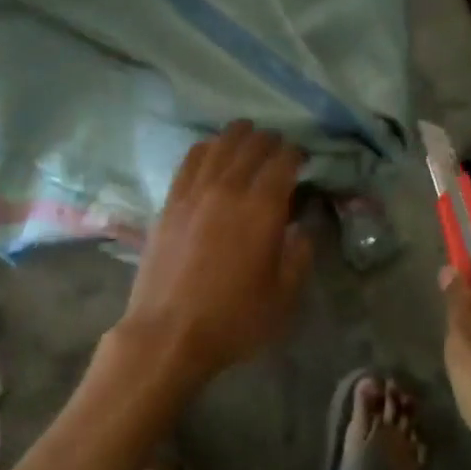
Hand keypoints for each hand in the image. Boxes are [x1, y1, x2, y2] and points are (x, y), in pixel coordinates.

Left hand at [111, 121, 311, 389]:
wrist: (167, 333)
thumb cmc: (233, 319)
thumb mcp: (284, 295)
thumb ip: (300, 253)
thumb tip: (303, 225)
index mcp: (262, 208)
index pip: (283, 161)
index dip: (296, 154)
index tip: (302, 160)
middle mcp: (228, 188)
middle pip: (251, 145)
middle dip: (270, 141)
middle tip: (279, 149)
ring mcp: (194, 192)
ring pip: (219, 145)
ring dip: (238, 136)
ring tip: (248, 137)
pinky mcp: (170, 202)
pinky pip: (190, 160)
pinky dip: (206, 147)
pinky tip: (212, 150)